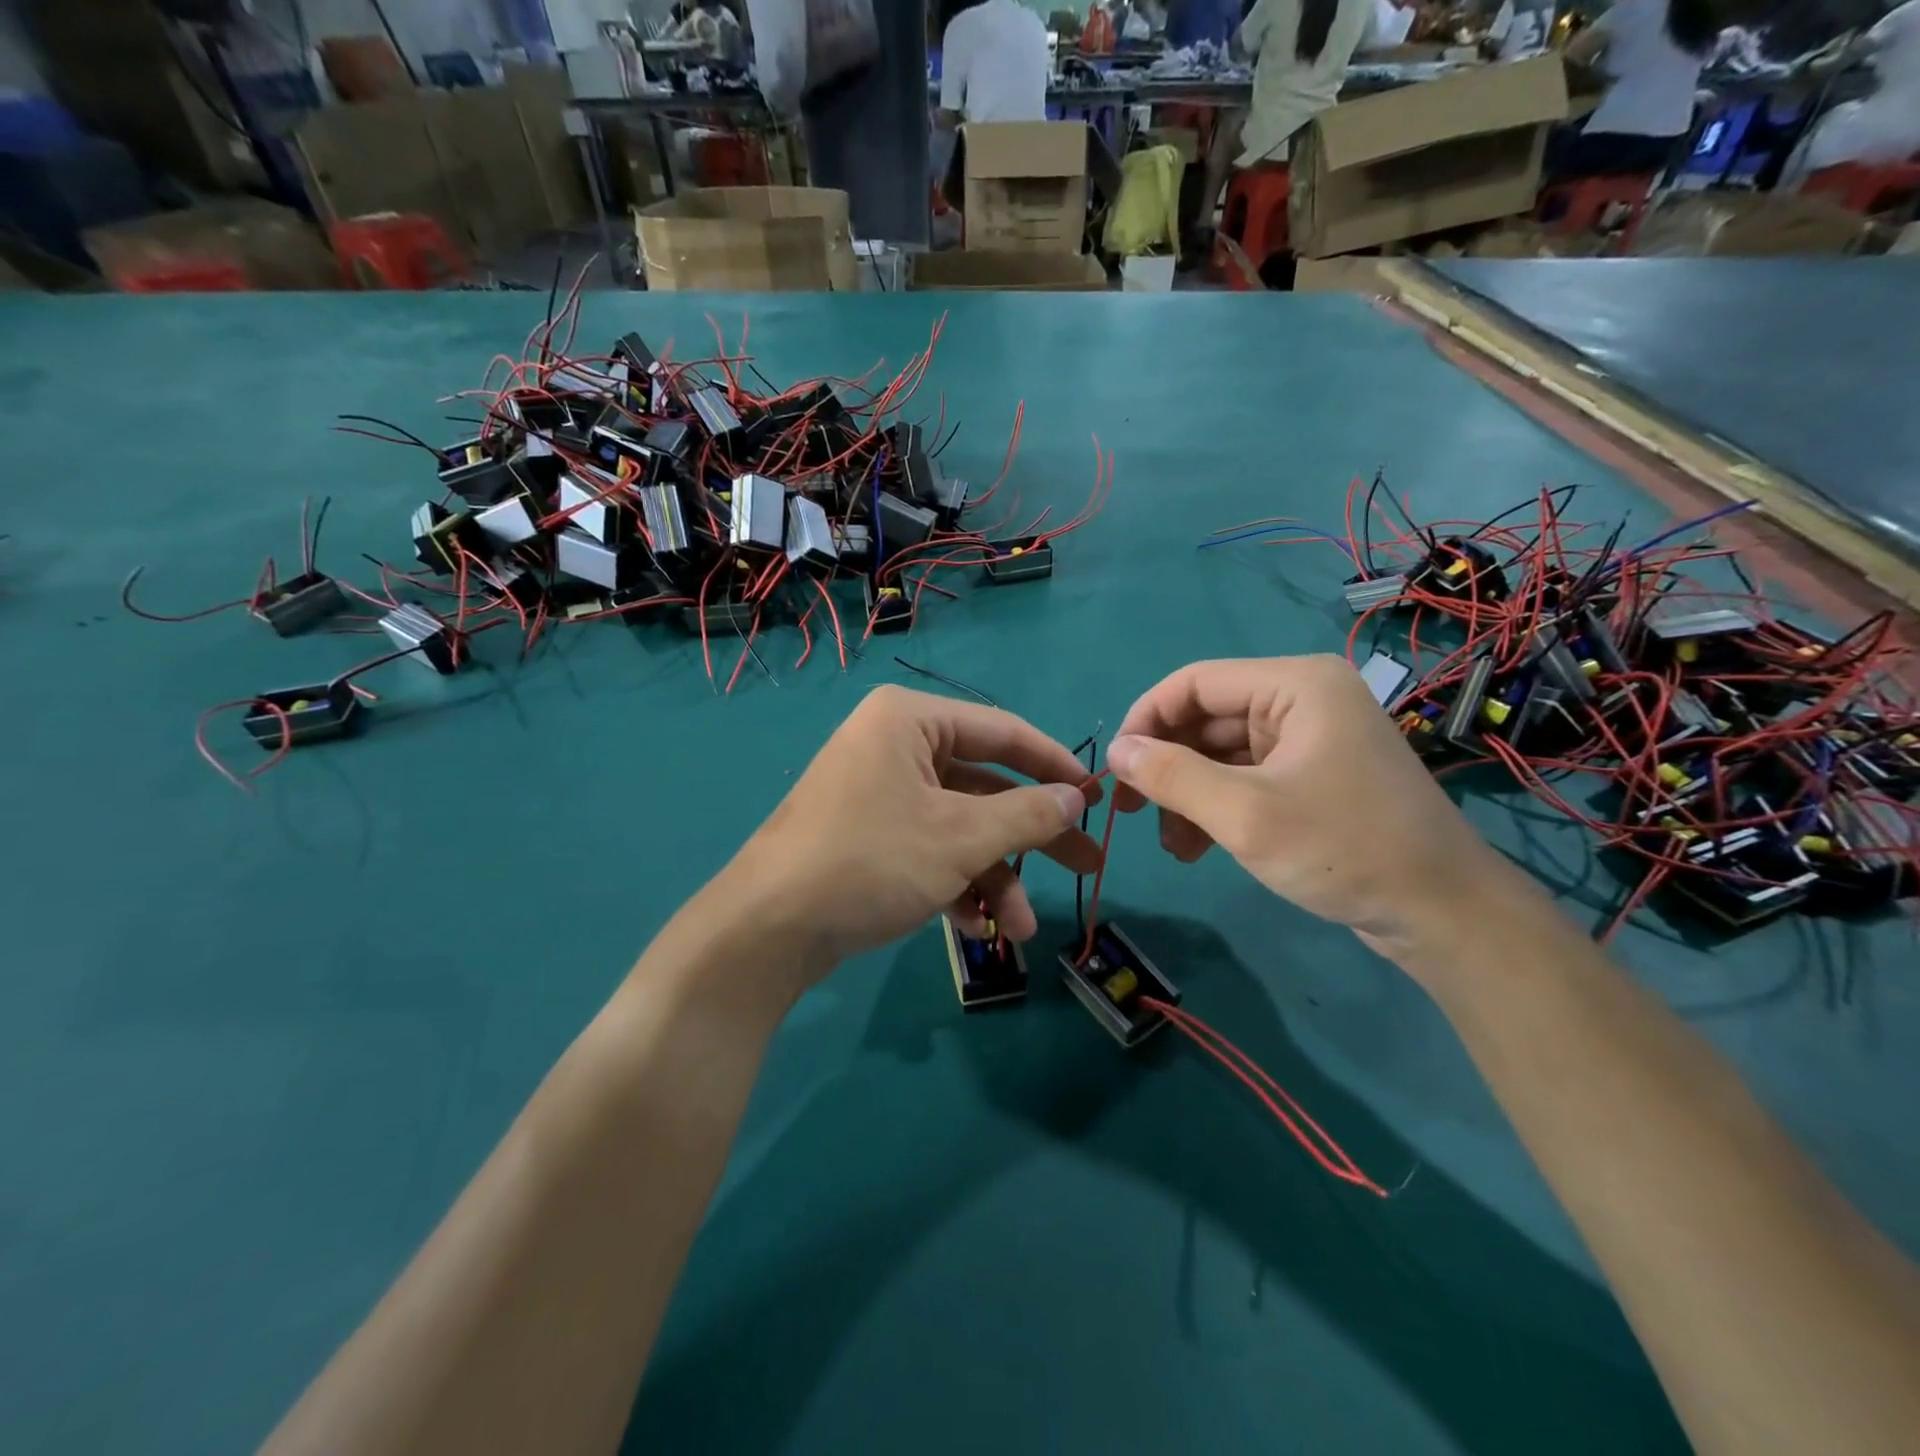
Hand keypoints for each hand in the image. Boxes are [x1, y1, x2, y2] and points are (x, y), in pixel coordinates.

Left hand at [726, 685, 1101, 976]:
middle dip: (1031, 836)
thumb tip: (1074, 799)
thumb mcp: (960, 837)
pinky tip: (976, 929)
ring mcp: (878, 795)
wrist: (768, 930)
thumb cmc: (871, 860)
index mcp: (910, 722)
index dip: (1054, 766)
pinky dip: (955, 885)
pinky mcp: (867, 838)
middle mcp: (893, 747)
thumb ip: (1026, 814)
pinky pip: (927, 850)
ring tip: (1020, 930)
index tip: (1096, 798)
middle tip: (1086, 867)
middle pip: (984, 787)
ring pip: (958, 828)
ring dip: (993, 877)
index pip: (1002, 731)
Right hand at [1105, 655, 1511, 958]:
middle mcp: (1303, 699)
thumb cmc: (1344, 849)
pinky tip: (1196, 848)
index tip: (1114, 768)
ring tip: (1171, 845)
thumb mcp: (1245, 814)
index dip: (1145, 719)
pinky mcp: (1314, 776)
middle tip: (1131, 812)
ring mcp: (1310, 739)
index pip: (1195, 682)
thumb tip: (1115, 752)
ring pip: (1222, 753)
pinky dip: (1215, 807)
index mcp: (1295, 684)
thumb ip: (1171, 776)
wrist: (1444, 914)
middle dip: (1166, 766)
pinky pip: (1246, 778)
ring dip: (1188, 794)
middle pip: (1207, 718)